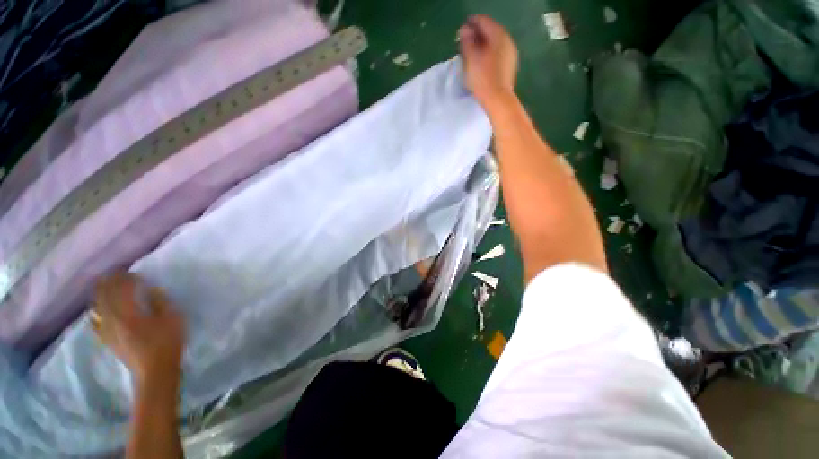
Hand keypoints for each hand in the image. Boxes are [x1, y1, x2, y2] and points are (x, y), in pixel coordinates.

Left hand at [92, 272, 184, 387]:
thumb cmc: (167, 343)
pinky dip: (96, 311)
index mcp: (129, 314)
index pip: (122, 289)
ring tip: (105, 285)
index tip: (135, 273)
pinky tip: (98, 309)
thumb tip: (151, 290)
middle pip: (105, 296)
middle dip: (109, 282)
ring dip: (100, 294)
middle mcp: (112, 320)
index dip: (127, 279)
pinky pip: (95, 321)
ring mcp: (107, 330)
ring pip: (97, 307)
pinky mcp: (106, 339)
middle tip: (116, 273)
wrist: (154, 371)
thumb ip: (161, 302)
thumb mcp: (173, 319)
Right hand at [458, 15, 518, 108]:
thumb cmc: (482, 78)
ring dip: (483, 44)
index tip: (461, 30)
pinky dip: (489, 53)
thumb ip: (467, 41)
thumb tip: (464, 30)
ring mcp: (511, 53)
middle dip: (478, 34)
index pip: (483, 21)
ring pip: (495, 42)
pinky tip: (482, 61)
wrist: (498, 99)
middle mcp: (507, 40)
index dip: (471, 23)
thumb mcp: (470, 58)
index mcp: (498, 35)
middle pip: (491, 31)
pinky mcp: (510, 65)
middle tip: (465, 41)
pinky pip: (498, 53)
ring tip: (472, 53)